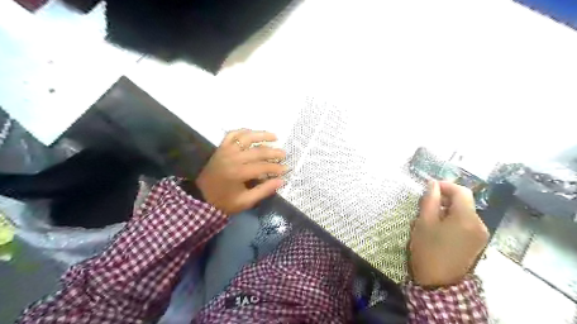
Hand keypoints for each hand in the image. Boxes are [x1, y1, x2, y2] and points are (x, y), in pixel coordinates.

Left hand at [197, 129, 286, 214]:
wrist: (201, 197)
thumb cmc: (224, 202)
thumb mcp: (245, 201)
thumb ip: (264, 190)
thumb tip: (281, 181)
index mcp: (238, 173)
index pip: (262, 167)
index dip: (276, 168)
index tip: (286, 169)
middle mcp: (233, 158)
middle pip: (257, 151)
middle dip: (273, 152)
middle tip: (284, 154)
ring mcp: (226, 150)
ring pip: (246, 137)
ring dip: (261, 135)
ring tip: (274, 137)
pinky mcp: (221, 148)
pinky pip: (233, 134)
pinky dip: (243, 131)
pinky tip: (253, 133)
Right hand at [408, 180, 487, 287]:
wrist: (438, 283)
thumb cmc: (428, 250)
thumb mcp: (424, 223)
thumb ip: (430, 201)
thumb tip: (433, 185)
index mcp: (467, 218)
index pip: (462, 192)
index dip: (446, 185)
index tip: (430, 187)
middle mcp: (480, 224)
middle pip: (464, 202)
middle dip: (446, 198)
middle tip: (426, 203)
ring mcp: (481, 235)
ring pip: (465, 213)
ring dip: (448, 209)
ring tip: (431, 216)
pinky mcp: (478, 243)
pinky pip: (467, 224)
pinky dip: (454, 220)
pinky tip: (440, 228)